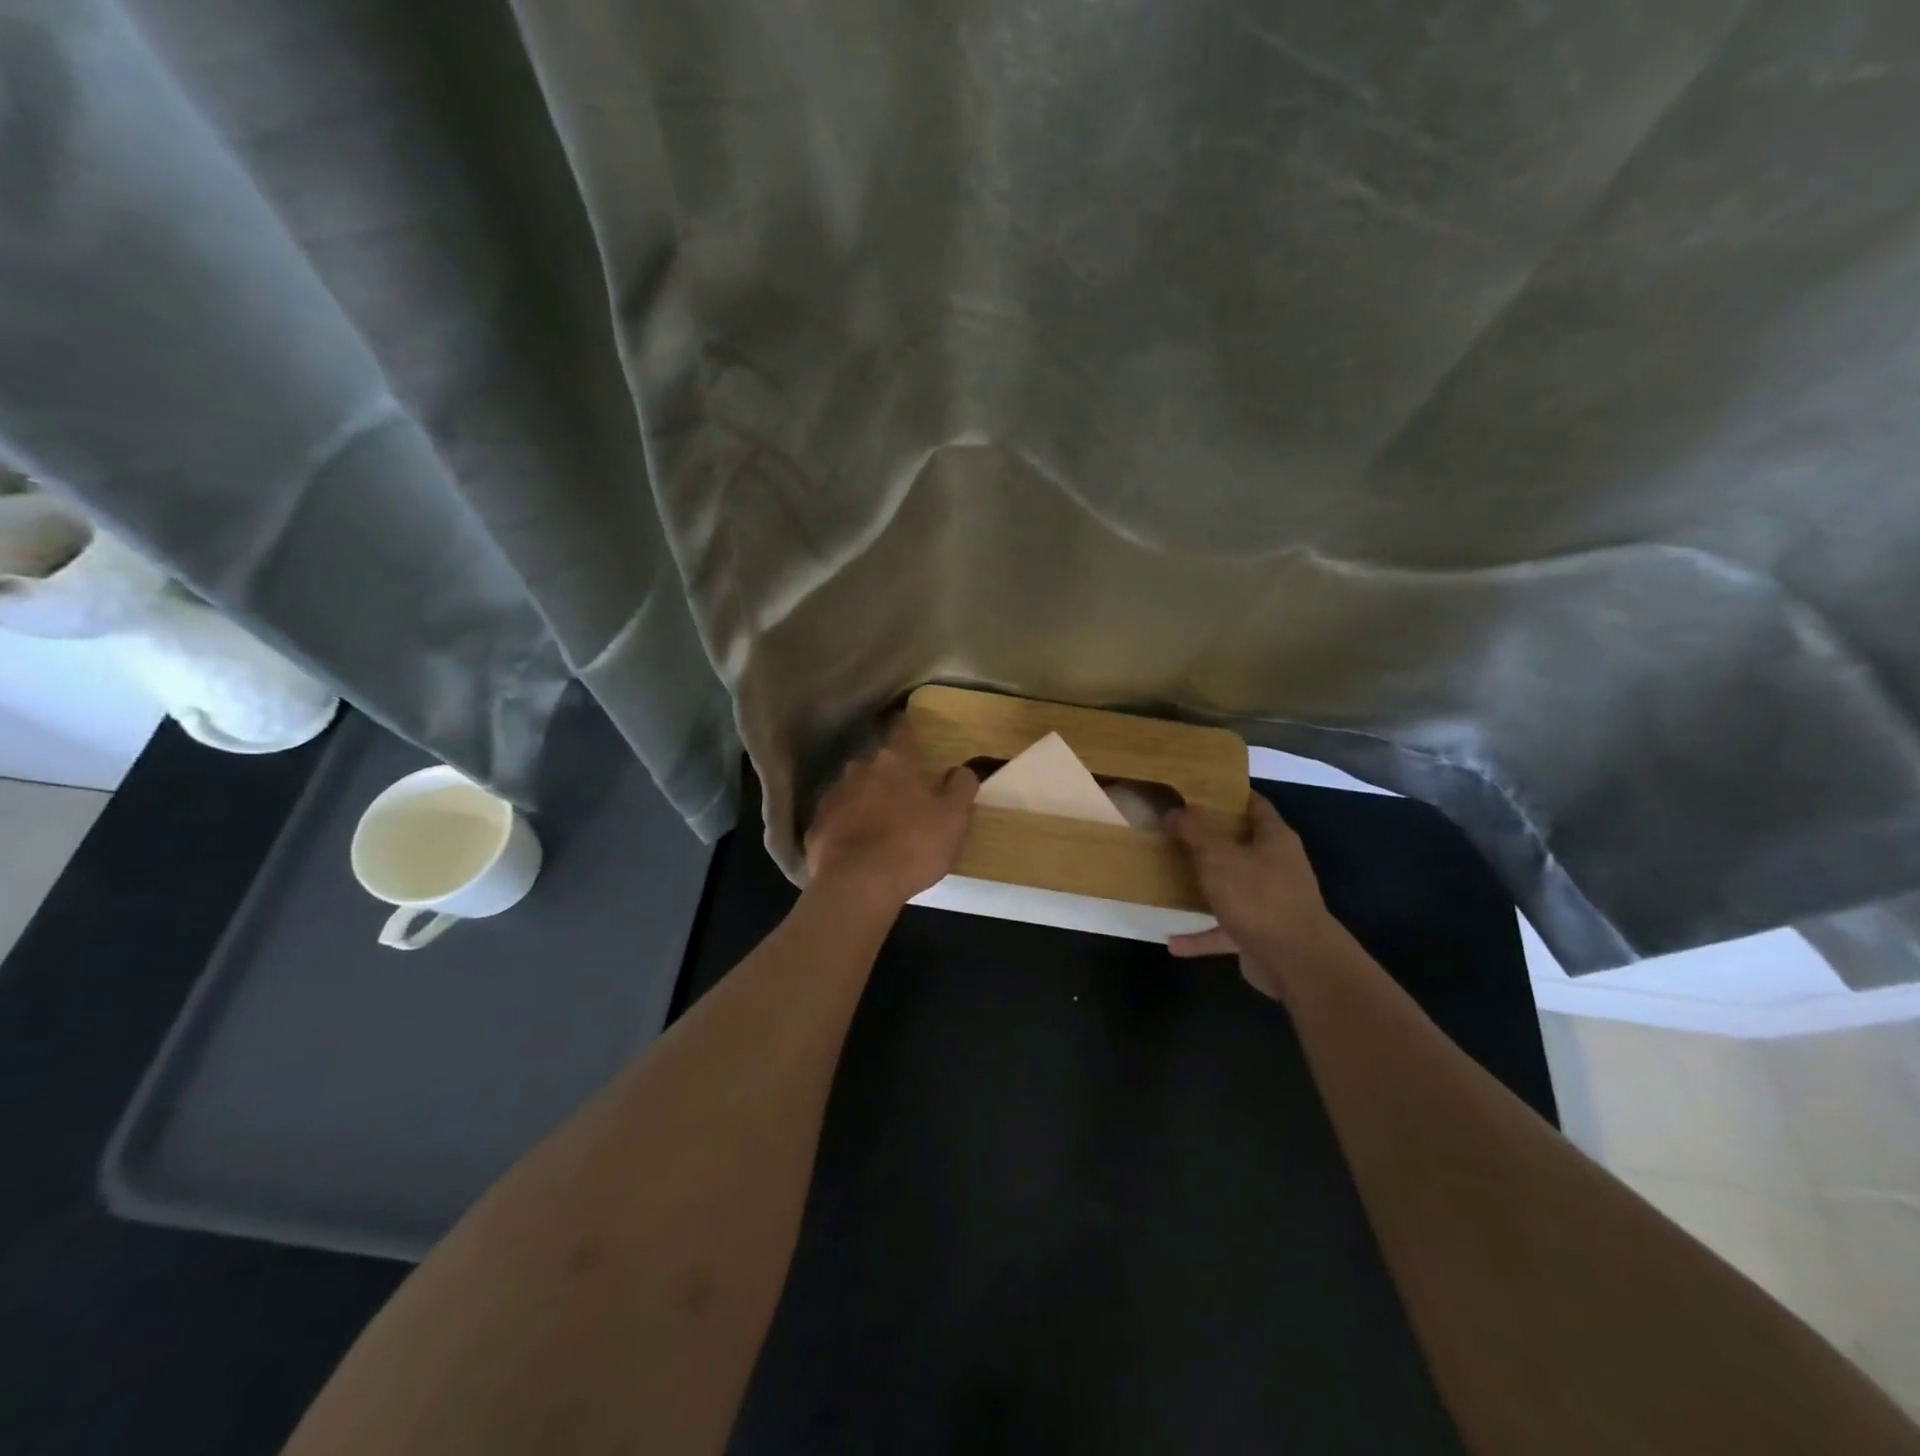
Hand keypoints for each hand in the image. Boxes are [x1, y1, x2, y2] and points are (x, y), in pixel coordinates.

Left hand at [804, 721, 978, 908]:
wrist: (857, 885)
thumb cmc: (913, 845)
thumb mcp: (954, 818)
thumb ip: (961, 787)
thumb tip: (961, 770)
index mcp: (894, 762)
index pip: (901, 730)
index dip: (908, 727)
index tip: (912, 729)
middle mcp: (858, 770)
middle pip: (876, 764)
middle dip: (888, 775)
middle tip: (904, 796)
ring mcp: (832, 797)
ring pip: (853, 791)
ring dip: (865, 801)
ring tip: (879, 826)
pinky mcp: (816, 827)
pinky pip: (836, 820)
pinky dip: (846, 828)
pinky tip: (857, 848)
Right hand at [1165, 794, 1347, 1000]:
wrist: (1297, 962)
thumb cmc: (1258, 896)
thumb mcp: (1218, 855)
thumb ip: (1194, 829)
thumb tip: (1175, 810)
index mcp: (1274, 838)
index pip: (1253, 804)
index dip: (1227, 794)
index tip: (1195, 791)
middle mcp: (1277, 866)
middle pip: (1240, 844)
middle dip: (1208, 839)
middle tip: (1172, 831)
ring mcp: (1270, 901)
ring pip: (1231, 887)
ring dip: (1203, 887)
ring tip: (1169, 881)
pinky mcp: (1261, 934)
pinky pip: (1224, 929)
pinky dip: (1201, 935)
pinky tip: (1173, 943)